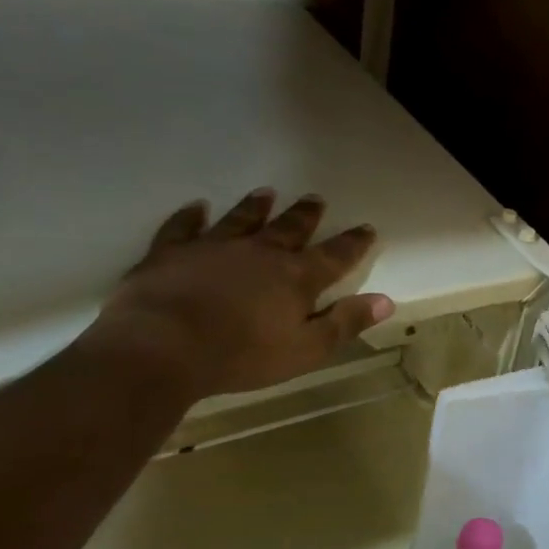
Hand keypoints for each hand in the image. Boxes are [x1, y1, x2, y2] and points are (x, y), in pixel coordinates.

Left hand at [87, 190, 394, 400]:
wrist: (162, 348)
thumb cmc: (243, 355)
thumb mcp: (307, 349)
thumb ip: (345, 322)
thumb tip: (385, 300)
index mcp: (296, 278)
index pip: (335, 256)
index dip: (353, 243)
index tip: (366, 228)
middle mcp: (260, 253)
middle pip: (289, 229)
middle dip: (305, 216)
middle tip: (316, 199)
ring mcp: (213, 248)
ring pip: (241, 220)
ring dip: (256, 207)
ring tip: (267, 193)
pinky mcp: (171, 253)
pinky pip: (183, 227)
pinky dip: (191, 216)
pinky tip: (197, 207)